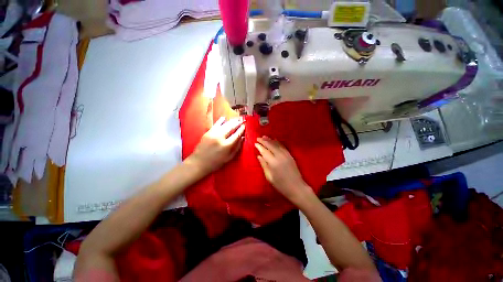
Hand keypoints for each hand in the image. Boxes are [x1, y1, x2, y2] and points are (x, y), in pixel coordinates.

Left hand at [189, 117, 244, 174]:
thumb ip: (237, 148)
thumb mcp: (229, 158)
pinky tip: (224, 118)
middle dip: (237, 123)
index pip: (236, 134)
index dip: (241, 129)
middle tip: (242, 120)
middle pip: (231, 127)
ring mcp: (213, 134)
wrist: (199, 163)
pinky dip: (220, 121)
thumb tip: (242, 138)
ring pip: (224, 125)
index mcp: (227, 145)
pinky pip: (215, 124)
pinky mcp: (207, 133)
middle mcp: (220, 138)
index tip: (244, 126)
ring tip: (236, 119)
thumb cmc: (216, 162)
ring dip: (231, 121)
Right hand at [255, 136, 313, 205]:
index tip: (255, 143)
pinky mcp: (290, 155)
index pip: (264, 151)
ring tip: (264, 137)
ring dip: (270, 140)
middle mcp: (279, 156)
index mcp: (273, 163)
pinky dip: (278, 142)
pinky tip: (274, 140)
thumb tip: (259, 156)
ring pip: (277, 144)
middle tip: (258, 138)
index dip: (260, 146)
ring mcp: (286, 155)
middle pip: (270, 145)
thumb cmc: (281, 185)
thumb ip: (264, 165)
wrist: (297, 187)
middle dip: (264, 141)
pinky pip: (283, 146)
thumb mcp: (269, 177)